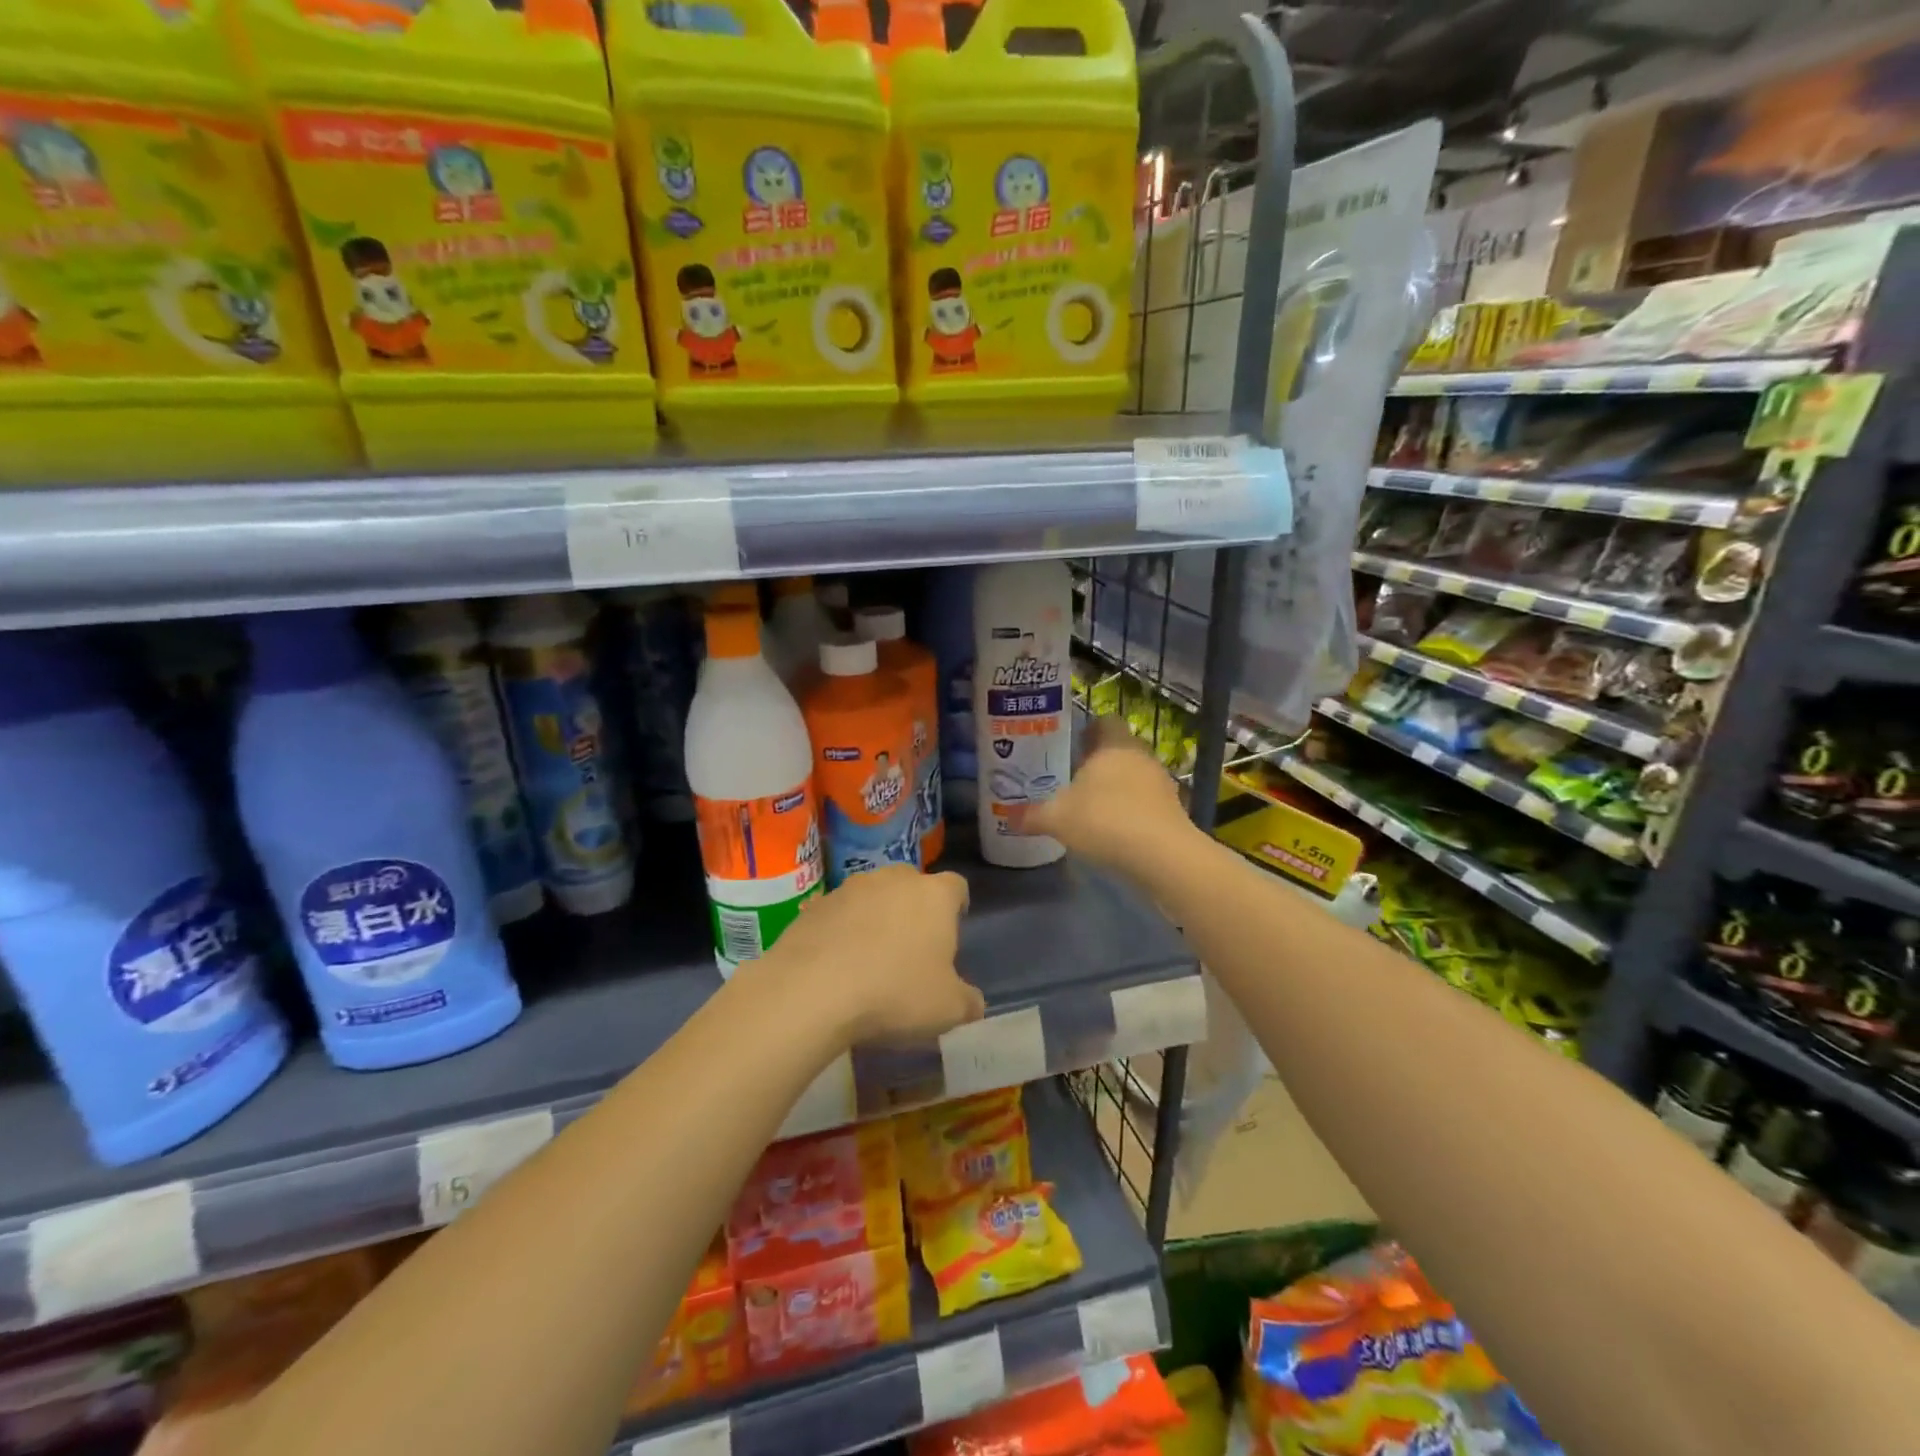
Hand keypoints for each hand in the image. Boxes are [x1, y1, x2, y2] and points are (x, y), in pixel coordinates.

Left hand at [758, 866, 983, 1045]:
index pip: (956, 887)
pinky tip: (837, 965)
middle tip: (912, 947)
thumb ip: (968, 1001)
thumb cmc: (895, 993)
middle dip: (914, 909)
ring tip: (870, 958)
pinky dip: (842, 931)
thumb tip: (972, 1002)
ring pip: (873, 896)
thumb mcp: (947, 1009)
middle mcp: (894, 879)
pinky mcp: (815, 905)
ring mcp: (851, 888)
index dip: (957, 907)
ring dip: (875, 918)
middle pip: (912, 885)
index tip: (952, 930)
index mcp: (934, 896)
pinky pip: (839, 914)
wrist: (812, 990)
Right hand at [1025, 716, 1198, 878]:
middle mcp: (1141, 755)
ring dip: (1118, 788)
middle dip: (1100, 762)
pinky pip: (1147, 801)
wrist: (1161, 855)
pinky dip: (1133, 810)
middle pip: (1120, 748)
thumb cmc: (1104, 820)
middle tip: (1076, 779)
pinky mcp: (1174, 809)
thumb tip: (1010, 818)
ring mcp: (1162, 782)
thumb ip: (1033, 815)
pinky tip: (1116, 831)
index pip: (1105, 721)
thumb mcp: (1057, 819)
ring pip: (1135, 775)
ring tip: (1094, 808)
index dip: (1089, 731)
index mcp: (1113, 744)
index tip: (1074, 747)